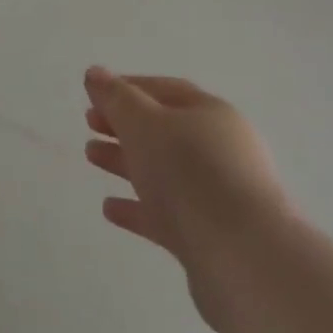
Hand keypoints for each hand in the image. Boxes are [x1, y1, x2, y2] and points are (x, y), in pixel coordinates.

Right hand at [83, 68, 288, 325]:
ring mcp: (217, 195)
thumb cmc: (190, 173)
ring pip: (163, 171)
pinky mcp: (209, 237)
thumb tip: (95, 73)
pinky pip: (167, 214)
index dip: (128, 88)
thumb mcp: (145, 124)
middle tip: (89, 123)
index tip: (94, 94)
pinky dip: (138, 208)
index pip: (166, 91)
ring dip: (126, 161)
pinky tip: (109, 208)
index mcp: (211, 114)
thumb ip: (117, 98)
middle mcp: (220, 150)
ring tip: (91, 156)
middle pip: (165, 130)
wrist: (243, 259)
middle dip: (125, 125)